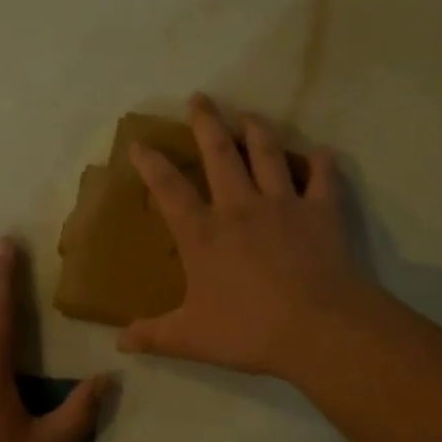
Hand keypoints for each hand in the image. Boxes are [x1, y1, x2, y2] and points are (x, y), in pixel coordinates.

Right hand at [119, 95, 375, 378]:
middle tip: (199, 98)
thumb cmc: (250, 330)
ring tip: (248, 114)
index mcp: (204, 233)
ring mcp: (283, 204)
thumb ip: (154, 336)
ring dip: (256, 129)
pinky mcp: (321, 211)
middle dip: (206, 122)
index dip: (152, 163)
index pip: (169, 189)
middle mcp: (240, 207)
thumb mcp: (192, 338)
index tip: (140, 142)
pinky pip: (323, 177)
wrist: (318, 328)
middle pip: (219, 153)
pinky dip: (322, 162)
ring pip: (267, 153)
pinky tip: (322, 152)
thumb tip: (119, 343)